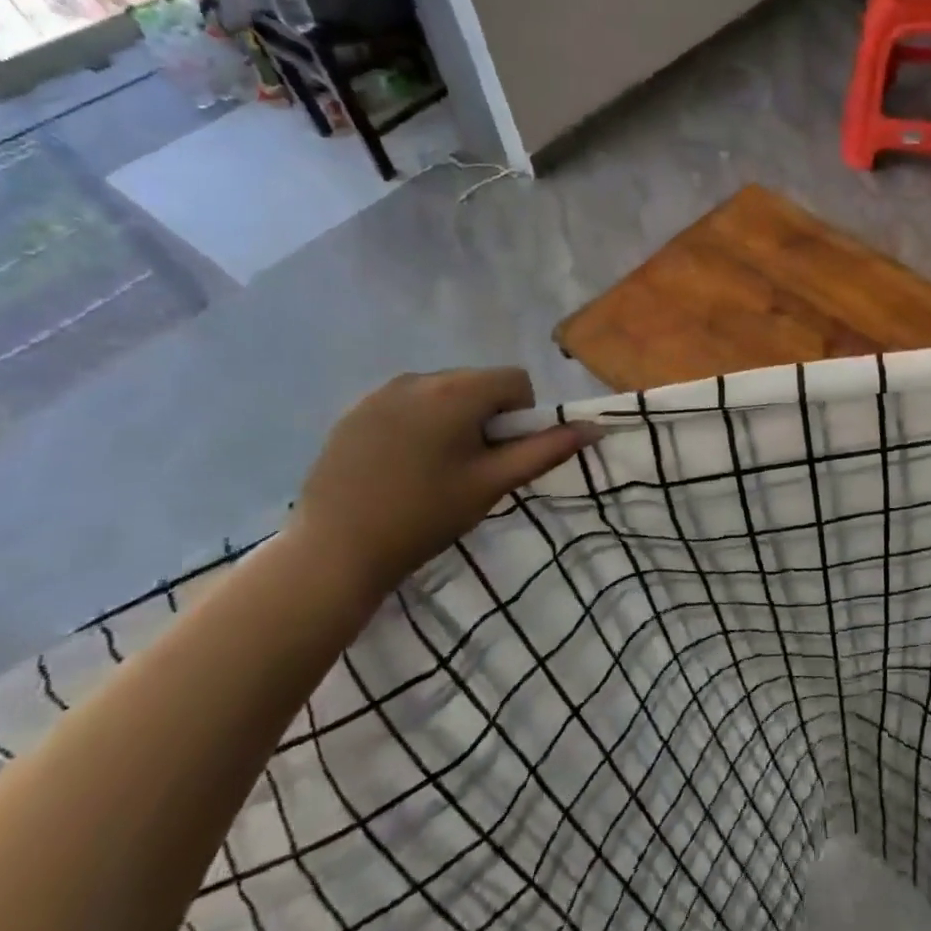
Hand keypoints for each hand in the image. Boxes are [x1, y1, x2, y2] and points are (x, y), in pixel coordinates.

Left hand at [290, 368, 600, 593]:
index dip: (521, 416)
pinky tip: (399, 468)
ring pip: (440, 393)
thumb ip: (547, 450)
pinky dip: (416, 425)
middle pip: (476, 383)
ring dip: (451, 419)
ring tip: (432, 469)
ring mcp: (379, 393)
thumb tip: (595, 427)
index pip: (515, 379)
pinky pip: (404, 405)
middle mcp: (418, 378)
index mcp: (456, 392)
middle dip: (485, 416)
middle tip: (469, 467)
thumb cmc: (425, 517)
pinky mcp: (352, 412)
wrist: (334, 551)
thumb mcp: (493, 484)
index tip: (500, 456)